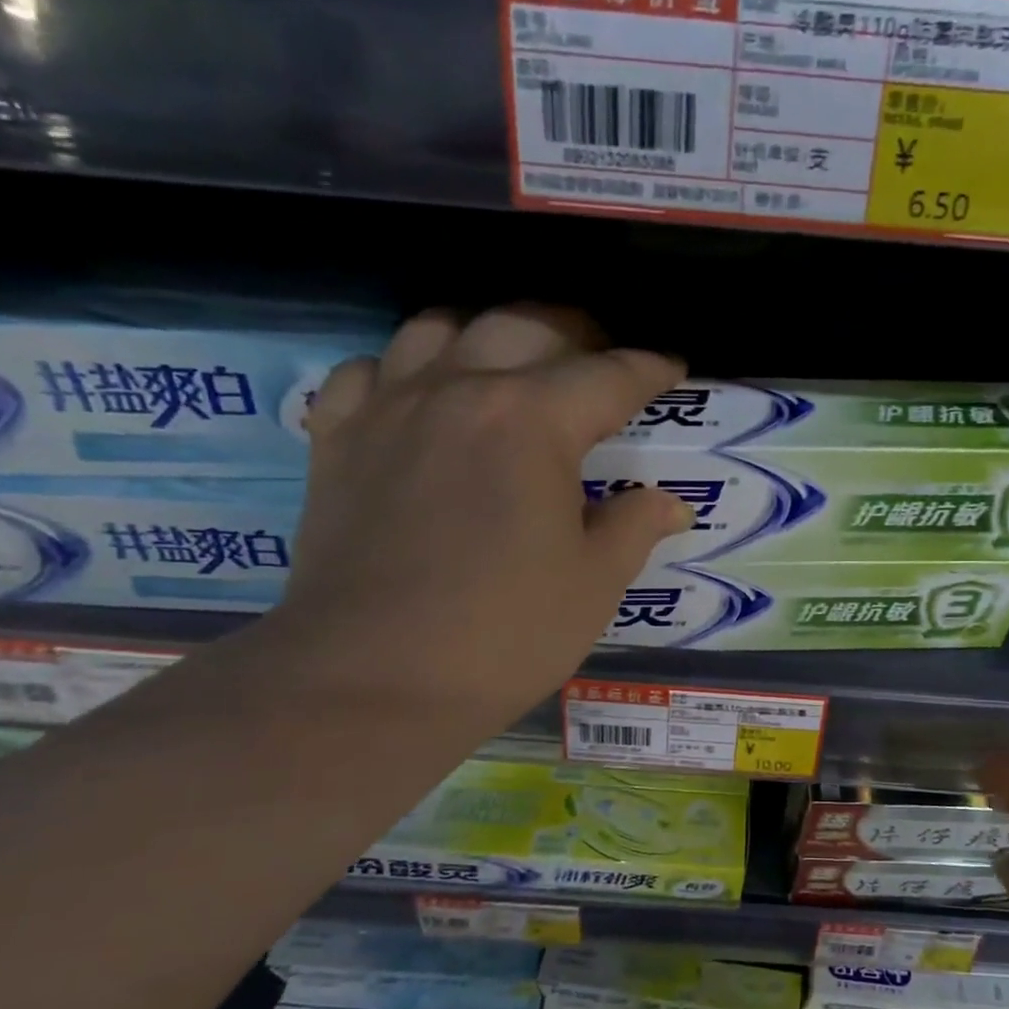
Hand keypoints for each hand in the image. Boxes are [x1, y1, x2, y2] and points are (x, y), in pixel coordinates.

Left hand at [251, 305, 692, 738]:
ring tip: (511, 364)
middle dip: (577, 333)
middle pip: (525, 325)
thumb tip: (669, 502)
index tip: (672, 369)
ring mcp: (389, 409)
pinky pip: (365, 372)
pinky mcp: (337, 442)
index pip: (609, 375)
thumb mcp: (593, 585)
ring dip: (487, 333)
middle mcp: (459, 391)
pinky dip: (400, 370)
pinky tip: (418, 398)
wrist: (373, 682)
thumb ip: (634, 528)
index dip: (650, 368)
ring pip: (439, 327)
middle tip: (601, 361)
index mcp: (533, 421)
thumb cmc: (504, 636)